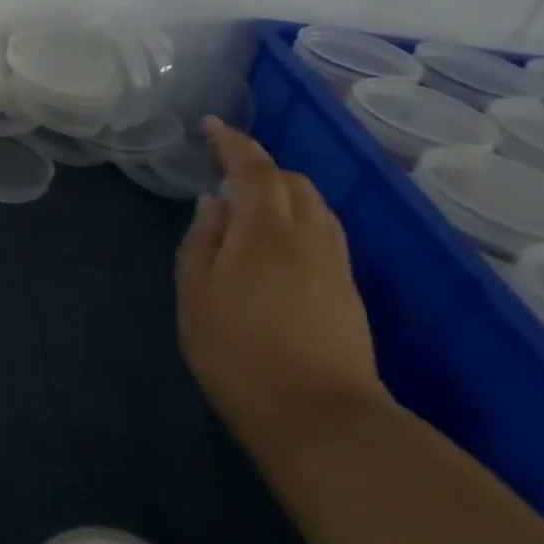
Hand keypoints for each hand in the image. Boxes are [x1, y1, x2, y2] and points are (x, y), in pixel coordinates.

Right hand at [175, 120, 388, 461]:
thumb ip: (201, 240)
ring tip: (249, 204)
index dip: (232, 142)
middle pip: (291, 181)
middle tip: (223, 171)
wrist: (320, 418)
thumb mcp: (195, 293)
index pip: (253, 169)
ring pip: (314, 205)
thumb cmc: (237, 351)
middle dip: (258, 166)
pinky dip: (298, 217)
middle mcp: (308, 236)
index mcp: (265, 231)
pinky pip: (324, 231)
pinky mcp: (347, 290)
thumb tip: (213, 203)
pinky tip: (277, 241)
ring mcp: (335, 263)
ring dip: (282, 191)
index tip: (212, 125)